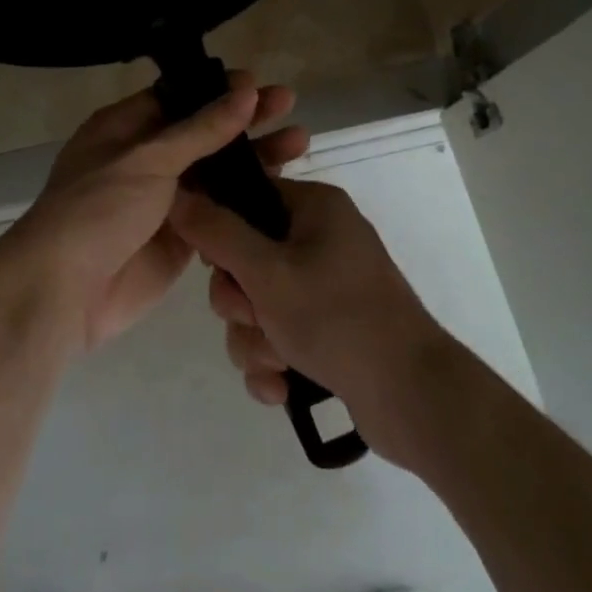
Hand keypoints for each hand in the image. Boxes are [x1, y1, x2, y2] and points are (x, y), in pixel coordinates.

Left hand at [0, 74, 308, 354]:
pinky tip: (284, 190)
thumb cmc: (98, 209)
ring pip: (216, 173)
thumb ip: (200, 130)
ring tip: (300, 142)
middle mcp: (145, 160)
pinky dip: (247, 202)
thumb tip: (245, 91)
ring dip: (253, 159)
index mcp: (124, 128)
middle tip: (289, 104)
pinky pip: (219, 213)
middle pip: (203, 133)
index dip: (218, 90)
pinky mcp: (181, 239)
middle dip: (245, 120)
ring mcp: (164, 201)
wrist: (64, 291)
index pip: (178, 98)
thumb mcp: (148, 160)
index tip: (259, 84)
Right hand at [168, 179, 456, 460]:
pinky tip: (284, 388)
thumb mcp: (268, 272)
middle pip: (245, 259)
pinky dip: (274, 362)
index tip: (214, 264)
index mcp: (314, 208)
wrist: (413, 398)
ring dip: (255, 340)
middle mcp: (320, 240)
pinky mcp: (328, 330)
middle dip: (240, 302)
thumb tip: (178, 193)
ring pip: (256, 305)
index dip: (221, 230)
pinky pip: (278, 336)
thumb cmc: (337, 319)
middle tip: (255, 317)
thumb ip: (217, 233)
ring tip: (279, 363)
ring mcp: (326, 288)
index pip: (248, 197)